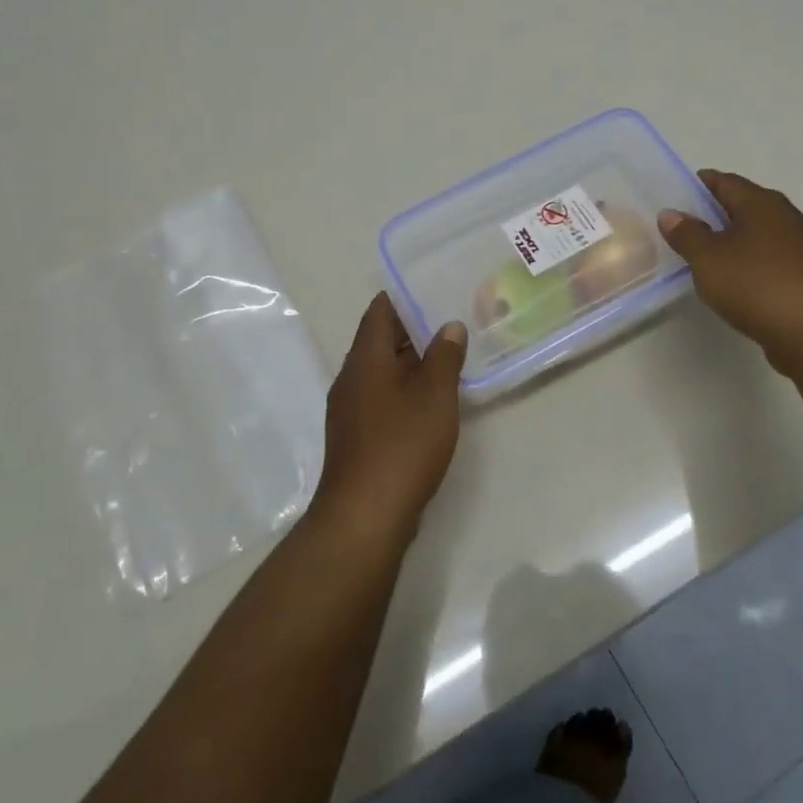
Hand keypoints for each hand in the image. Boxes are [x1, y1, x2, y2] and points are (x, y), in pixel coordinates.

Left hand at [311, 293, 466, 548]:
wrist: (365, 515)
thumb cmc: (402, 445)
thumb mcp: (435, 395)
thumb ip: (444, 356)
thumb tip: (448, 326)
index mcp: (365, 359)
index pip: (379, 311)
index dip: (404, 296)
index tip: (434, 287)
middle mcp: (351, 378)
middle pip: (379, 340)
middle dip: (413, 329)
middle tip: (452, 320)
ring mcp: (350, 409)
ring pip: (381, 371)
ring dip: (410, 362)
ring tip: (448, 356)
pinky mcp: (357, 436)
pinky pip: (381, 398)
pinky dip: (404, 389)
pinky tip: (431, 400)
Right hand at [657, 169, 802, 371]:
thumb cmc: (756, 283)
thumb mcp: (708, 258)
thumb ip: (687, 234)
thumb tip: (670, 213)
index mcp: (761, 203)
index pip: (727, 182)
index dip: (703, 184)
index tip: (680, 192)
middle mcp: (786, 217)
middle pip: (747, 205)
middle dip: (719, 212)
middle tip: (689, 224)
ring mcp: (802, 248)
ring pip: (761, 234)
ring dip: (737, 240)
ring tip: (709, 254)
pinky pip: (772, 260)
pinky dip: (752, 263)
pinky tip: (738, 281)